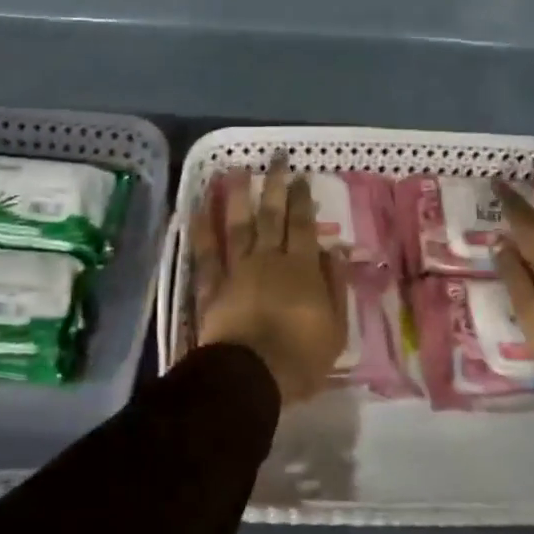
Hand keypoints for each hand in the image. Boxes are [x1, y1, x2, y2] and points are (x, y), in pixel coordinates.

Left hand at [192, 155, 347, 405]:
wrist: (251, 376)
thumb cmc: (300, 358)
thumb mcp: (335, 327)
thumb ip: (335, 286)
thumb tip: (334, 250)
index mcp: (301, 268)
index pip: (303, 225)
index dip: (303, 199)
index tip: (301, 175)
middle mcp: (268, 259)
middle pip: (272, 215)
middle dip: (276, 184)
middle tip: (276, 157)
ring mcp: (237, 269)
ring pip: (238, 225)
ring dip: (238, 195)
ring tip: (236, 169)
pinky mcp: (212, 286)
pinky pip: (205, 253)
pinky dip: (201, 229)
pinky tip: (198, 207)